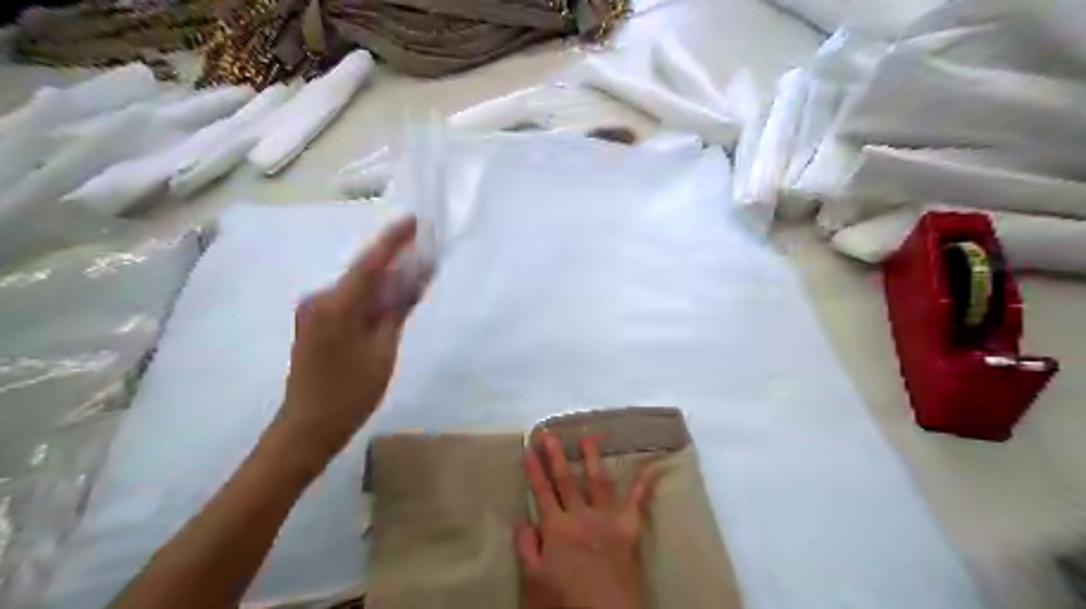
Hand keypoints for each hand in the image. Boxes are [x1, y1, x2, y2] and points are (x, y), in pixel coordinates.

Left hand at [275, 219, 422, 466]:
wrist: (308, 427)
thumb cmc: (351, 392)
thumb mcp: (383, 350)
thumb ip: (397, 309)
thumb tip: (417, 277)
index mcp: (336, 305)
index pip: (370, 262)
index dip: (393, 240)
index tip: (415, 221)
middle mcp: (320, 299)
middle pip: (364, 273)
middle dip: (394, 262)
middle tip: (425, 255)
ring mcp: (315, 311)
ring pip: (358, 287)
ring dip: (385, 282)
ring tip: (416, 278)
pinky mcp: (316, 323)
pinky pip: (349, 301)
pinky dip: (372, 298)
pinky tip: (391, 301)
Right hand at [515, 432, 657, 608]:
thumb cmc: (567, 601)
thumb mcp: (534, 580)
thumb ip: (526, 548)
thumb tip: (522, 519)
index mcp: (557, 528)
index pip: (541, 493)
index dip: (534, 471)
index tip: (528, 449)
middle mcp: (581, 516)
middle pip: (566, 481)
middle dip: (557, 456)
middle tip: (551, 434)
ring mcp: (607, 518)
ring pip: (597, 482)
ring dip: (593, 458)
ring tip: (589, 438)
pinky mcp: (629, 526)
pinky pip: (638, 501)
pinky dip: (645, 483)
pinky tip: (652, 466)